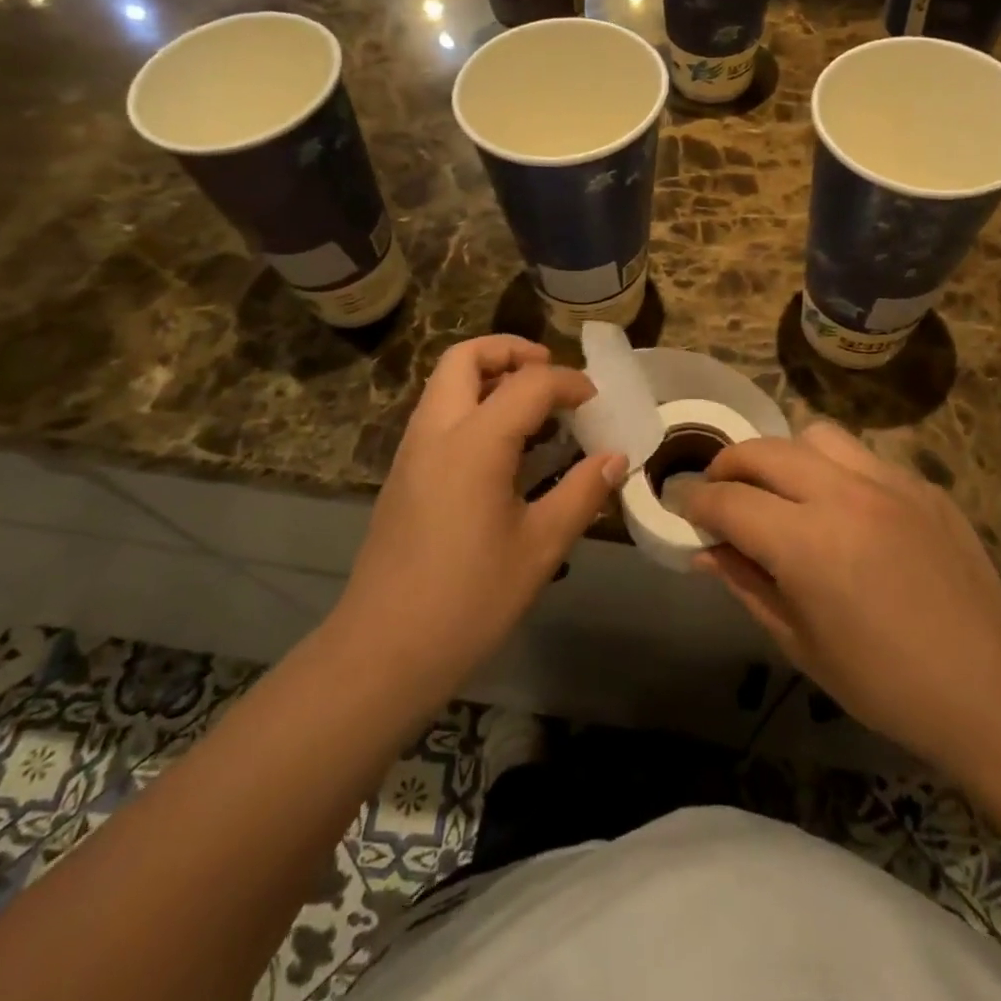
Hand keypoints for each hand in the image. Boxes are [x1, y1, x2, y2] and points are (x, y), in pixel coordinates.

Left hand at [335, 336, 624, 700]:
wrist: (384, 650)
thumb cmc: (469, 599)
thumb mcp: (540, 547)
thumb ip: (582, 492)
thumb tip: (616, 457)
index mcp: (474, 443)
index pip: (528, 383)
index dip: (569, 383)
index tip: (597, 402)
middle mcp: (436, 431)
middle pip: (465, 357)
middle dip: (510, 350)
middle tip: (550, 373)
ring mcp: (412, 451)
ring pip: (445, 382)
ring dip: (489, 376)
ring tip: (533, 409)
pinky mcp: (403, 474)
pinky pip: (439, 414)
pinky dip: (473, 405)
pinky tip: (504, 449)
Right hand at [682, 420, 1000, 764]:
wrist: (989, 688)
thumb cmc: (884, 683)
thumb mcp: (798, 642)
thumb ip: (746, 582)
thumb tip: (706, 549)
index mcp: (806, 544)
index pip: (728, 500)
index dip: (696, 503)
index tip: (686, 511)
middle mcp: (842, 496)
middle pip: (762, 451)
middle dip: (728, 467)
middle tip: (721, 493)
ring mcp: (888, 483)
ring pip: (813, 437)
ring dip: (783, 457)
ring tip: (785, 491)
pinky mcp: (921, 485)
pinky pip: (862, 457)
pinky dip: (834, 471)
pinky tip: (845, 509)